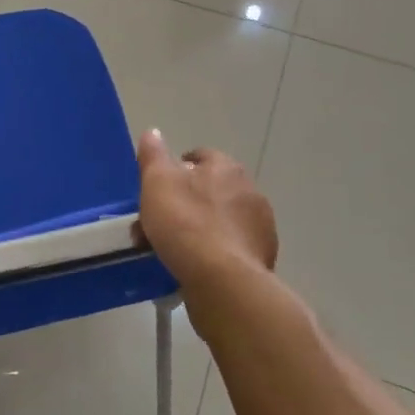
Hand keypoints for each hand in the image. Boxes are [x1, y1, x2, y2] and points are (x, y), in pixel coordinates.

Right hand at [135, 130, 277, 296]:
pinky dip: (214, 253)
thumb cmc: (186, 224)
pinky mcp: (261, 258)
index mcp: (226, 167)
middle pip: (210, 190)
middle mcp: (250, 191)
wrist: (223, 282)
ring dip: (200, 229)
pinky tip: (195, 268)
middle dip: (186, 203)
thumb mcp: (157, 183)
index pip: (199, 156)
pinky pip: (230, 248)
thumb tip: (152, 132)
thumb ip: (154, 155)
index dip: (176, 169)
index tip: (158, 190)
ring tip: (173, 251)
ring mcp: (259, 226)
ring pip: (220, 221)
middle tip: (159, 224)